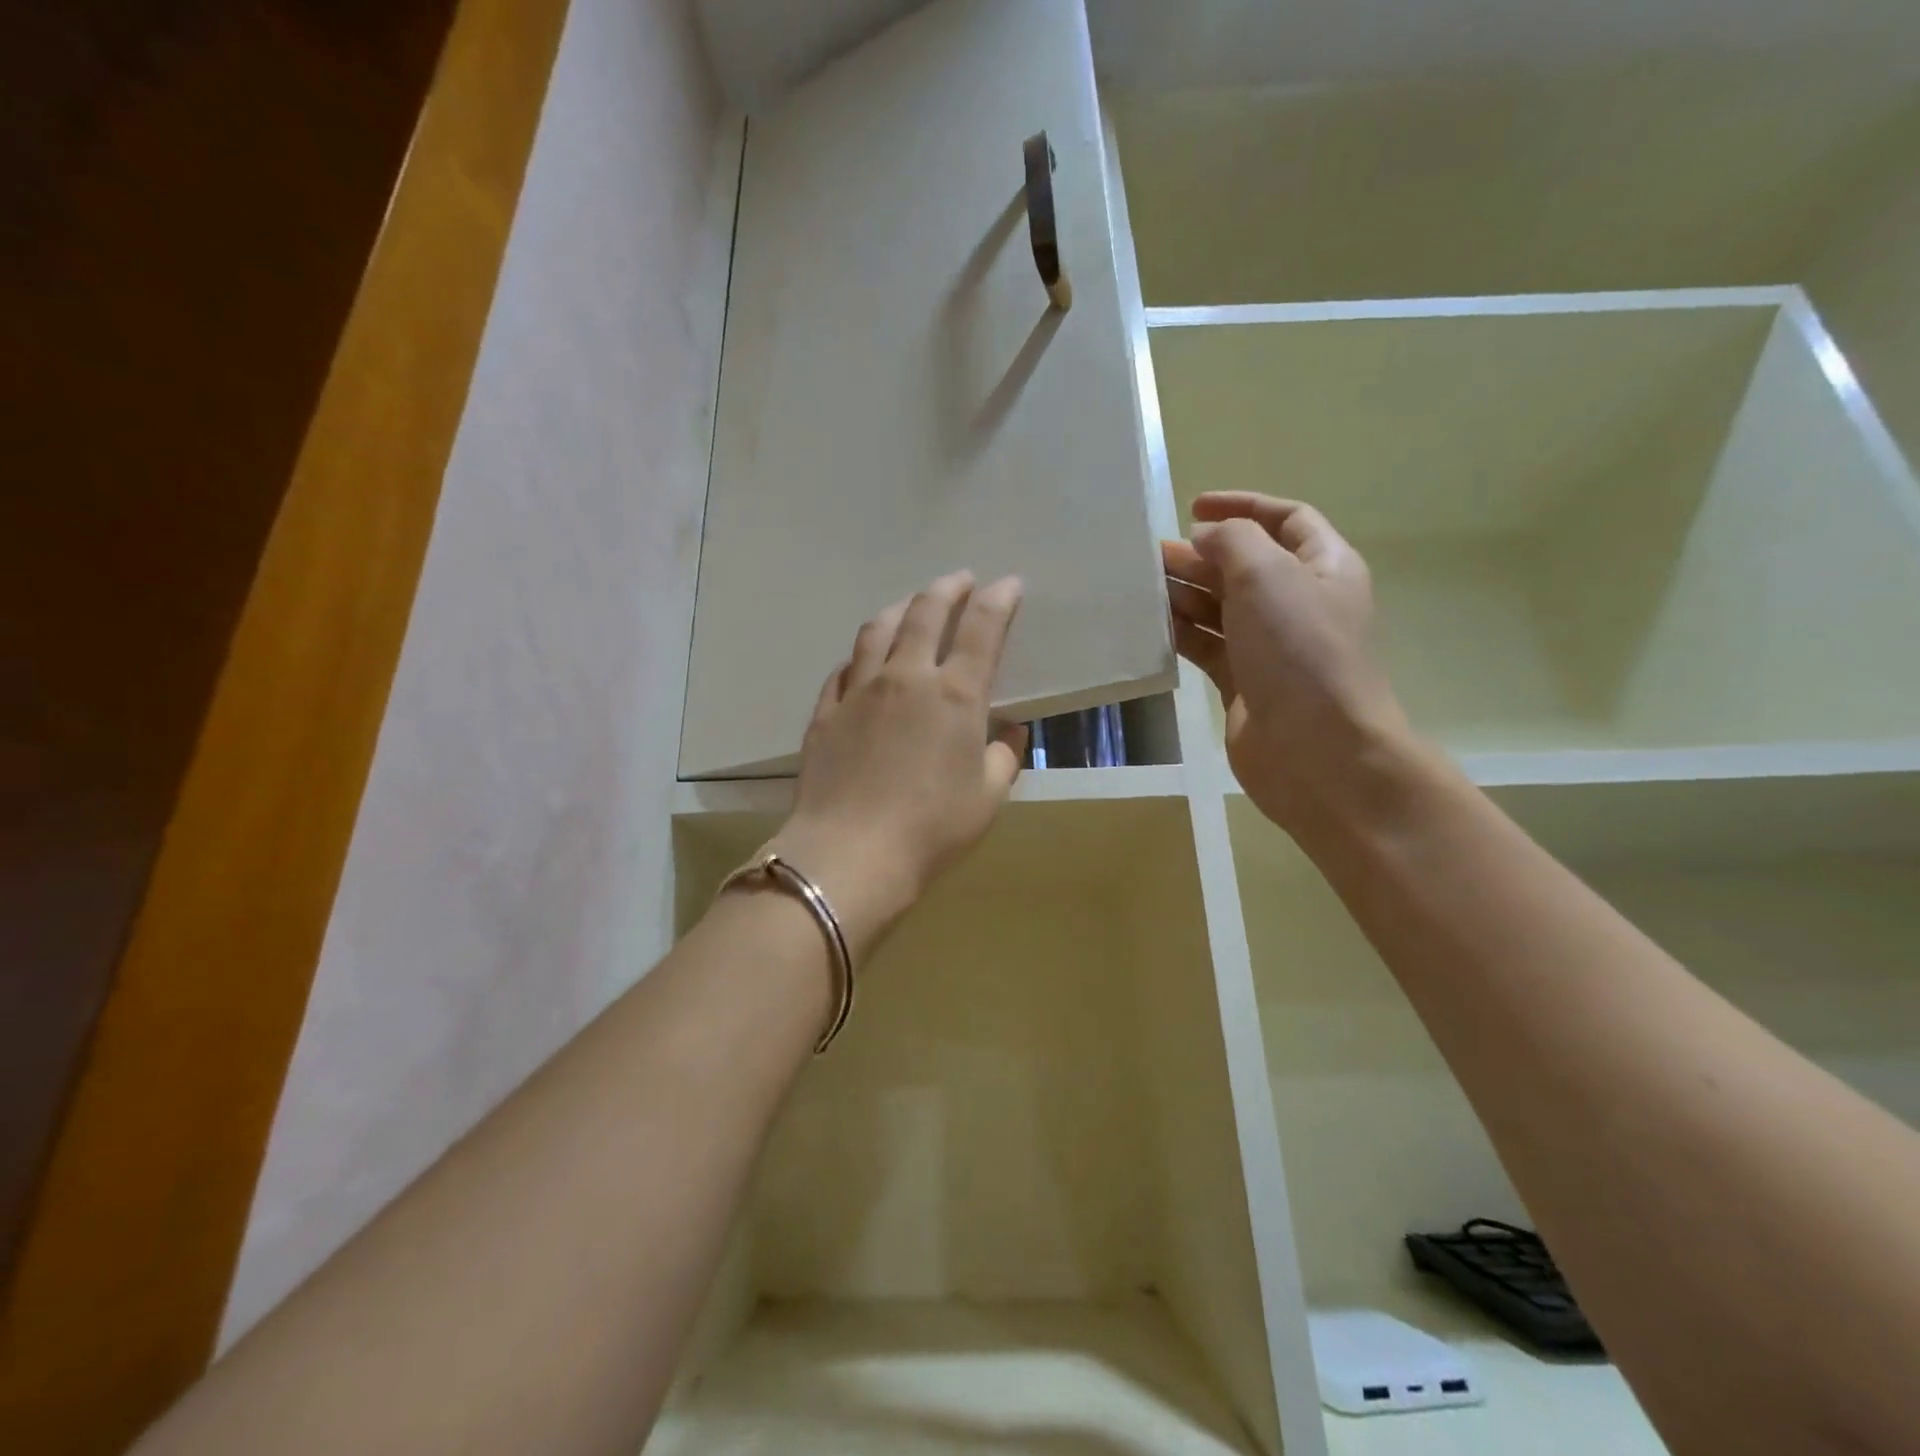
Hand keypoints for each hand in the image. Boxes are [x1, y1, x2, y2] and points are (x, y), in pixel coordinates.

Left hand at [768, 571, 1027, 955]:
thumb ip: (1004, 756)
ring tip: (911, 605)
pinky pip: (844, 668)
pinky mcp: (826, 711)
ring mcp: (859, 690)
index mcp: (955, 694)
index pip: (981, 627)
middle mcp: (906, 677)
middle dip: (947, 588)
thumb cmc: (932, 828)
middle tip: (959, 579)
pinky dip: (861, 654)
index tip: (1008, 584)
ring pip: (877, 629)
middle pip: (925, 612)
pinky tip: (864, 659)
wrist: (851, 853)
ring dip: (900, 608)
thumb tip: (1009, 730)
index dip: (998, 598)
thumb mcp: (988, 797)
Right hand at [1163, 492, 1411, 833]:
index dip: (1243, 506)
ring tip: (1141, 588)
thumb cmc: (1299, 650)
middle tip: (1151, 555)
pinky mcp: (1245, 684)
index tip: (1193, 506)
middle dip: (1201, 555)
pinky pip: (1208, 647)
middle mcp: (1300, 604)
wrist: (1315, 749)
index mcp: (1324, 567)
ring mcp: (1271, 647)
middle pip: (1246, 565)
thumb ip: (1232, 540)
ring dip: (1185, 594)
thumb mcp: (1268, 574)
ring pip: (1221, 608)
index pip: (1286, 520)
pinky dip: (1181, 634)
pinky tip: (1150, 627)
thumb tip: (1206, 540)